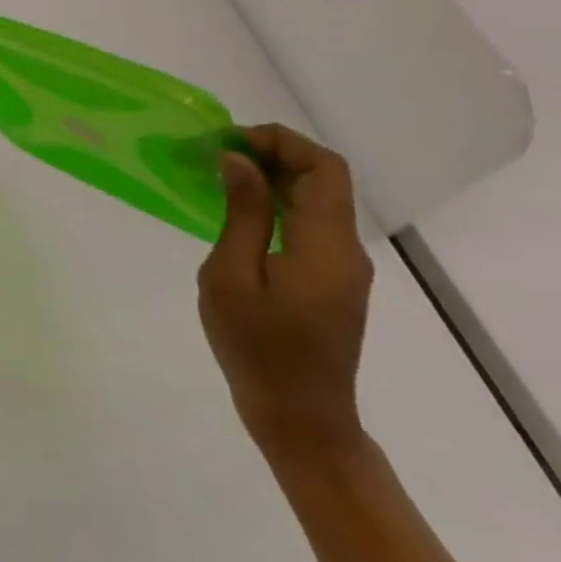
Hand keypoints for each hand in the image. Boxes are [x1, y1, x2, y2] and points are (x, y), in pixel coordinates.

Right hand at [198, 123, 373, 458]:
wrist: (300, 420)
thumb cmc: (259, 349)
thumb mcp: (233, 276)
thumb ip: (243, 214)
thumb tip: (238, 160)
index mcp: (327, 246)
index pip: (323, 168)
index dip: (279, 141)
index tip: (226, 143)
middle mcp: (346, 249)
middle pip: (323, 177)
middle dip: (271, 152)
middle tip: (214, 154)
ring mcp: (342, 266)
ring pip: (316, 196)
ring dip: (271, 175)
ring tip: (217, 174)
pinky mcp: (331, 279)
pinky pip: (309, 221)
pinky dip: (276, 200)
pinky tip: (236, 208)